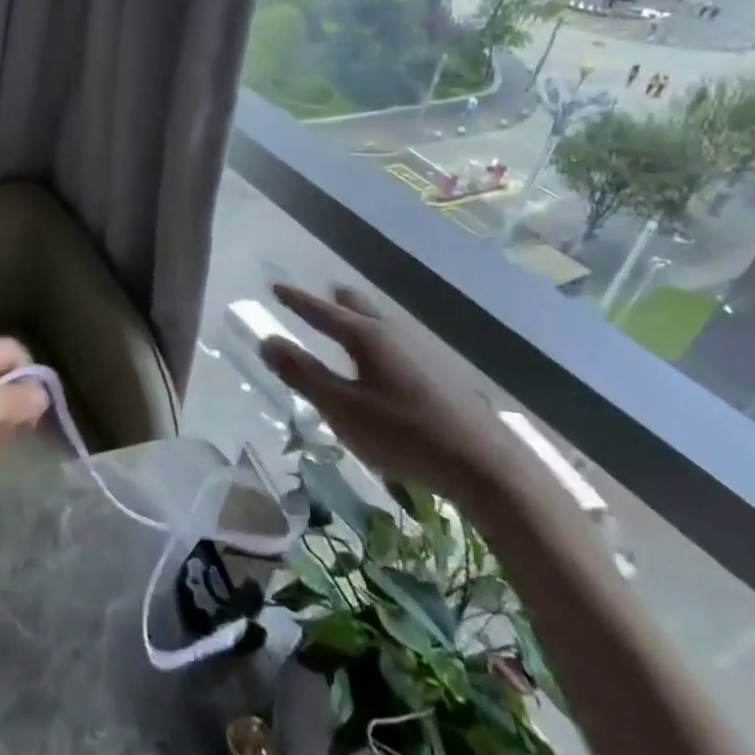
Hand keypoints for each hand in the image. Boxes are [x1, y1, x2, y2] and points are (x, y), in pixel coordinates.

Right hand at [259, 284, 519, 501]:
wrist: (486, 467)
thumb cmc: (403, 434)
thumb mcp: (341, 408)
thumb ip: (303, 374)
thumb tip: (267, 341)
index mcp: (366, 337)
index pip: (322, 311)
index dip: (296, 300)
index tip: (275, 286)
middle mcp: (394, 335)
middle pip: (359, 308)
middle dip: (335, 302)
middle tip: (320, 298)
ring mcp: (423, 353)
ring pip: (382, 325)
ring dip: (359, 321)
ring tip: (347, 326)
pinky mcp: (440, 376)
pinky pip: (397, 344)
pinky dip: (378, 342)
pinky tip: (381, 364)